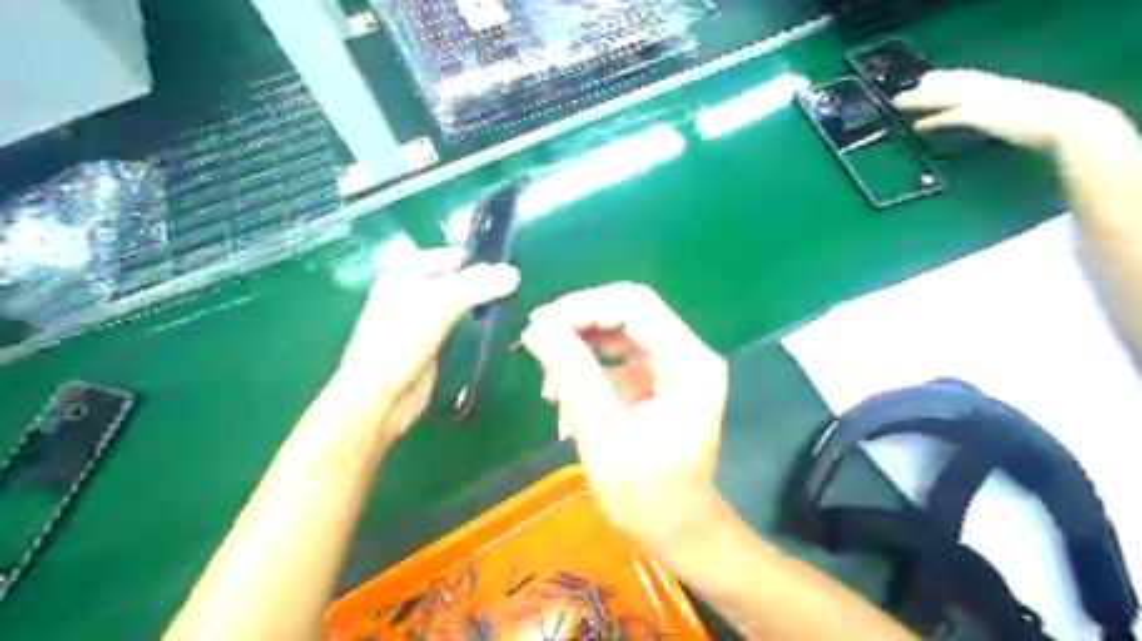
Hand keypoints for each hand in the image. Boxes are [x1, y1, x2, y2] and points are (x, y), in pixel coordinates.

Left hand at [335, 248, 521, 441]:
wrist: (380, 398)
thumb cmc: (400, 343)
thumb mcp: (439, 305)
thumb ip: (476, 286)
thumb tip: (514, 274)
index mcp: (402, 275)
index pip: (446, 256)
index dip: (475, 261)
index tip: (506, 269)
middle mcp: (410, 293)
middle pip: (453, 279)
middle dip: (481, 282)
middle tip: (513, 287)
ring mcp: (420, 320)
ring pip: (457, 303)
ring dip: (479, 302)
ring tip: (510, 302)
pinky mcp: (431, 344)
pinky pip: (457, 326)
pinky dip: (475, 323)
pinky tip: (494, 324)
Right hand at [521, 283, 725, 552]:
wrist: (680, 530)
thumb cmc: (646, 495)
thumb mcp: (602, 434)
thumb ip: (572, 374)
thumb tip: (536, 328)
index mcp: (688, 364)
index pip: (635, 305)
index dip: (584, 306)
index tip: (539, 324)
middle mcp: (688, 354)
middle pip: (627, 312)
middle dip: (578, 326)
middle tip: (537, 347)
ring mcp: (676, 365)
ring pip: (619, 332)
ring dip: (580, 351)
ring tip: (550, 390)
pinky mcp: (661, 379)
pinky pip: (619, 358)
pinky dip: (589, 371)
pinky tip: (567, 403)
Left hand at [892, 68, 1120, 150]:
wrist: (1069, 124)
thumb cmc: (1057, 123)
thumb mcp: (1031, 114)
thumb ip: (1013, 114)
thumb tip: (1003, 121)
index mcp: (1007, 87)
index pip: (972, 78)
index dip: (951, 77)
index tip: (932, 77)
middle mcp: (994, 90)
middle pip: (954, 84)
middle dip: (930, 85)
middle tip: (909, 87)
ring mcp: (987, 102)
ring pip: (945, 97)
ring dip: (921, 100)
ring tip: (900, 103)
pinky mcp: (982, 117)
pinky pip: (951, 117)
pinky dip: (933, 120)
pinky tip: (917, 126)